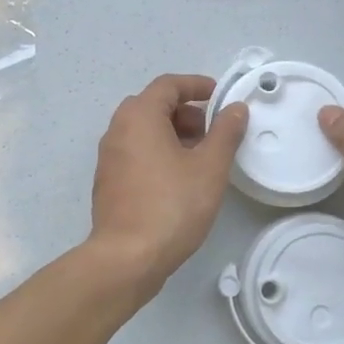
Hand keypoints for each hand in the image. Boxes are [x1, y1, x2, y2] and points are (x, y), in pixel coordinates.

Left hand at [88, 74, 248, 294]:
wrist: (127, 257)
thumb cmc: (172, 205)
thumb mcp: (210, 167)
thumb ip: (226, 132)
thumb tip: (236, 108)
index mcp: (139, 116)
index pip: (168, 85)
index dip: (197, 85)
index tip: (220, 96)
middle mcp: (117, 130)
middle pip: (153, 106)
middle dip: (186, 112)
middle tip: (212, 131)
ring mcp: (109, 158)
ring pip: (143, 131)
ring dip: (172, 134)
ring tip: (201, 157)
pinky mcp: (108, 183)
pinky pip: (135, 153)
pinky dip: (158, 153)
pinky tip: (179, 179)